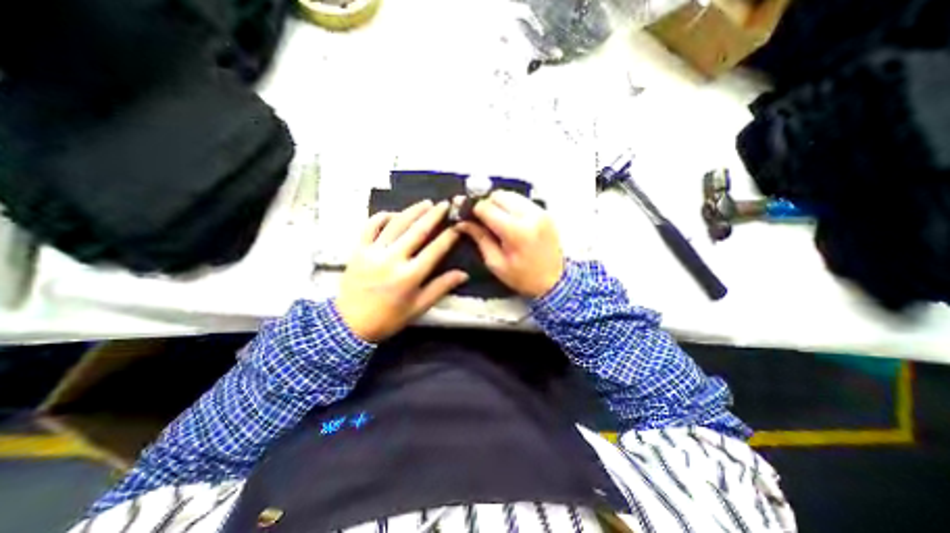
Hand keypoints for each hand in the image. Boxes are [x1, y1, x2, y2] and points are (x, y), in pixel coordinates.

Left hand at [334, 200, 469, 341]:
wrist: (349, 325)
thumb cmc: (389, 318)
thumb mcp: (418, 307)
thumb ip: (441, 287)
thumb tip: (464, 274)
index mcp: (410, 276)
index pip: (435, 250)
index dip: (449, 236)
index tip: (458, 225)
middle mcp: (393, 259)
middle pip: (417, 231)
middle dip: (434, 215)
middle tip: (445, 204)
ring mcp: (373, 252)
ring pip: (396, 224)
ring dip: (412, 211)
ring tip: (425, 203)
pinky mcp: (358, 250)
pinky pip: (370, 226)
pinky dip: (382, 217)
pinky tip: (394, 213)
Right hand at [458, 190, 562, 299]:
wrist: (555, 281)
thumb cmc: (523, 277)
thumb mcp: (496, 263)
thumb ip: (480, 238)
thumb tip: (462, 222)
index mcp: (516, 231)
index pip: (486, 208)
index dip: (472, 210)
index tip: (465, 216)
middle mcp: (530, 215)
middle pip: (498, 195)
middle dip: (485, 204)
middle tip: (480, 218)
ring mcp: (540, 211)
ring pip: (510, 194)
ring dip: (498, 203)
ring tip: (494, 219)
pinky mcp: (545, 212)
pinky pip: (522, 200)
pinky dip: (511, 205)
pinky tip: (508, 219)